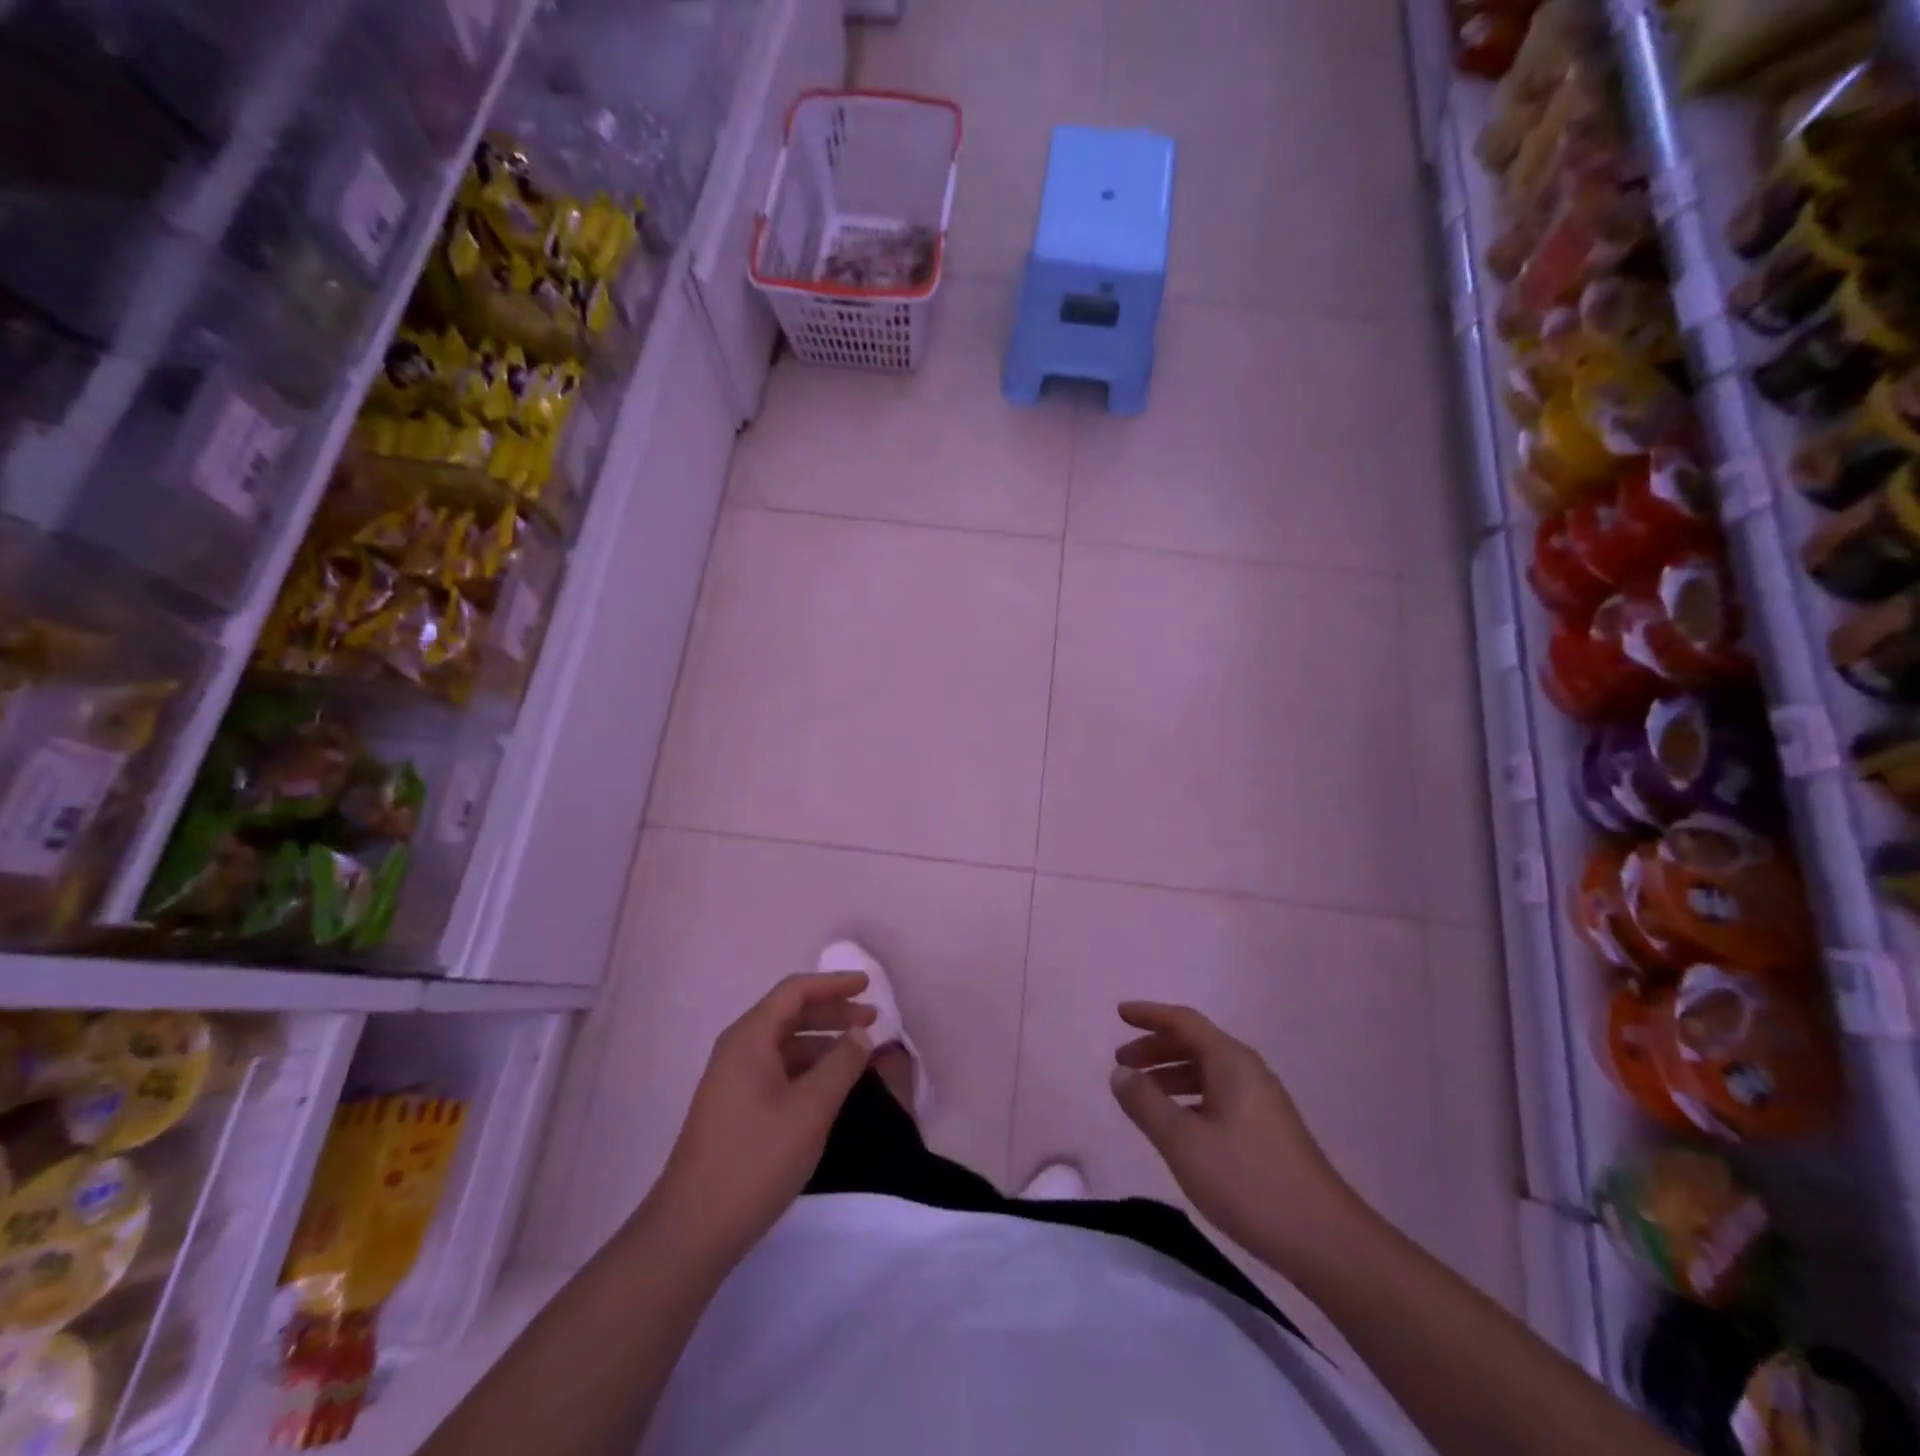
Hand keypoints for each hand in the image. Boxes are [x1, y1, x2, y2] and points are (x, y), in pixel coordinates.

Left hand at [646, 972, 875, 1264]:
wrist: (693, 1229)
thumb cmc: (756, 1159)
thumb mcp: (810, 1109)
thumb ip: (841, 1064)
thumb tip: (861, 1033)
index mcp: (750, 1037)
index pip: (795, 991)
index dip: (834, 984)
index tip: (868, 986)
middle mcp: (737, 1049)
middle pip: (790, 1014)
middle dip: (832, 1013)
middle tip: (872, 1020)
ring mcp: (732, 1080)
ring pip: (784, 1044)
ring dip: (822, 1042)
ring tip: (858, 1053)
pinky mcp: (734, 1108)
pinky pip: (777, 1070)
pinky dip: (808, 1068)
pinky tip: (829, 1086)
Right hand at [1109, 1001, 1359, 1270]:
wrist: (1324, 1240)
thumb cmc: (1248, 1182)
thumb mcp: (1184, 1142)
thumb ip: (1146, 1103)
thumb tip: (1121, 1073)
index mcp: (1231, 1062)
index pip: (1183, 1021)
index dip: (1149, 1014)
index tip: (1119, 1013)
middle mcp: (1248, 1071)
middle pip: (1195, 1043)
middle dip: (1155, 1048)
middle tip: (1121, 1063)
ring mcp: (1261, 1100)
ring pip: (1206, 1071)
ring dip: (1170, 1074)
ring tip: (1140, 1094)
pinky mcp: (1267, 1129)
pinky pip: (1218, 1094)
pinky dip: (1189, 1096)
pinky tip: (1176, 1123)